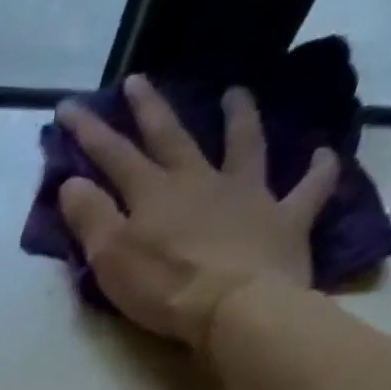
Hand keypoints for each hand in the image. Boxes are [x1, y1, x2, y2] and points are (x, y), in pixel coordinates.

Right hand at [58, 76, 340, 347]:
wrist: (236, 308)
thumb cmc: (165, 287)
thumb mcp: (110, 258)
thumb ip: (90, 217)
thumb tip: (71, 182)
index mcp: (154, 193)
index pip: (113, 154)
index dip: (89, 130)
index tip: (67, 106)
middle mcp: (200, 181)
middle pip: (171, 137)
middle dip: (150, 109)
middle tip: (138, 80)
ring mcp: (247, 195)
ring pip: (244, 145)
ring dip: (239, 117)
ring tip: (236, 92)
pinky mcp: (285, 220)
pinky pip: (308, 189)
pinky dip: (318, 170)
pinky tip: (323, 154)